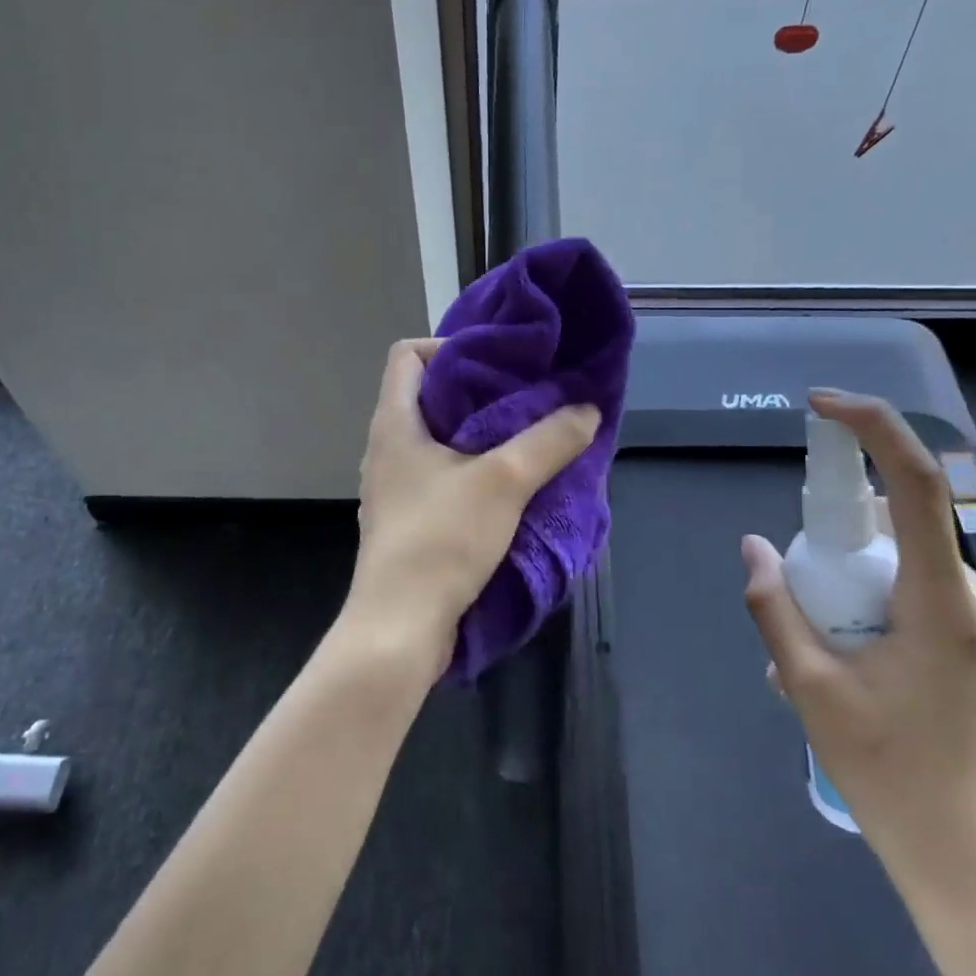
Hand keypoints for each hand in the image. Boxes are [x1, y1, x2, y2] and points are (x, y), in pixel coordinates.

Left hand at [342, 339, 599, 672]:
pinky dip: (473, 470)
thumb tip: (587, 409)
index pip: (408, 355)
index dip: (449, 347)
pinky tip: (510, 486)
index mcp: (395, 424)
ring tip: (527, 438)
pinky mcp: (408, 519)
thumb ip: (549, 441)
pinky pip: (441, 475)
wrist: (399, 628)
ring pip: (438, 439)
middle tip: (528, 398)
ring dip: (480, 434)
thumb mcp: (504, 482)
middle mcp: (387, 448)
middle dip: (479, 391)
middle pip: (428, 395)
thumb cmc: (441, 540)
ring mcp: (395, 487)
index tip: (496, 365)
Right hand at [741, 390, 975, 924]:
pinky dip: (869, 599)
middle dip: (835, 534)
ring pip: (901, 559)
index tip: (819, 406)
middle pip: (896, 523)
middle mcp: (974, 594)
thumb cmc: (891, 775)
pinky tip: (843, 658)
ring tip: (812, 645)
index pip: (915, 482)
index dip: (871, 427)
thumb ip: (775, 607)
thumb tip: (752, 546)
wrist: (972, 864)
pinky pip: (914, 589)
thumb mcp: (809, 688)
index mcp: (940, 598)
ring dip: (848, 576)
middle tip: (794, 588)